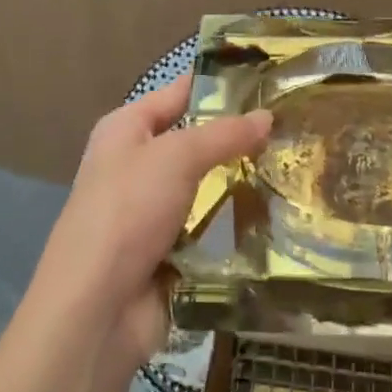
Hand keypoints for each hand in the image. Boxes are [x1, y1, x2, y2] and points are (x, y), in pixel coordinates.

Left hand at [35, 76, 271, 370]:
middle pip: (195, 142)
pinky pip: (208, 229)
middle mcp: (136, 164)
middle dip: (239, 138)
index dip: (220, 85)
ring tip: (296, 169)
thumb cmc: (128, 212)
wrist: (95, 309)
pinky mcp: (167, 252)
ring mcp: (150, 212)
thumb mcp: (177, 157)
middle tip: (294, 128)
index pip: (178, 93)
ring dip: (241, 184)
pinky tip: (277, 216)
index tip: (270, 82)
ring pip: (207, 187)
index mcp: (126, 129)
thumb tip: (268, 116)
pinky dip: (234, 226)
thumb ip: (224, 134)